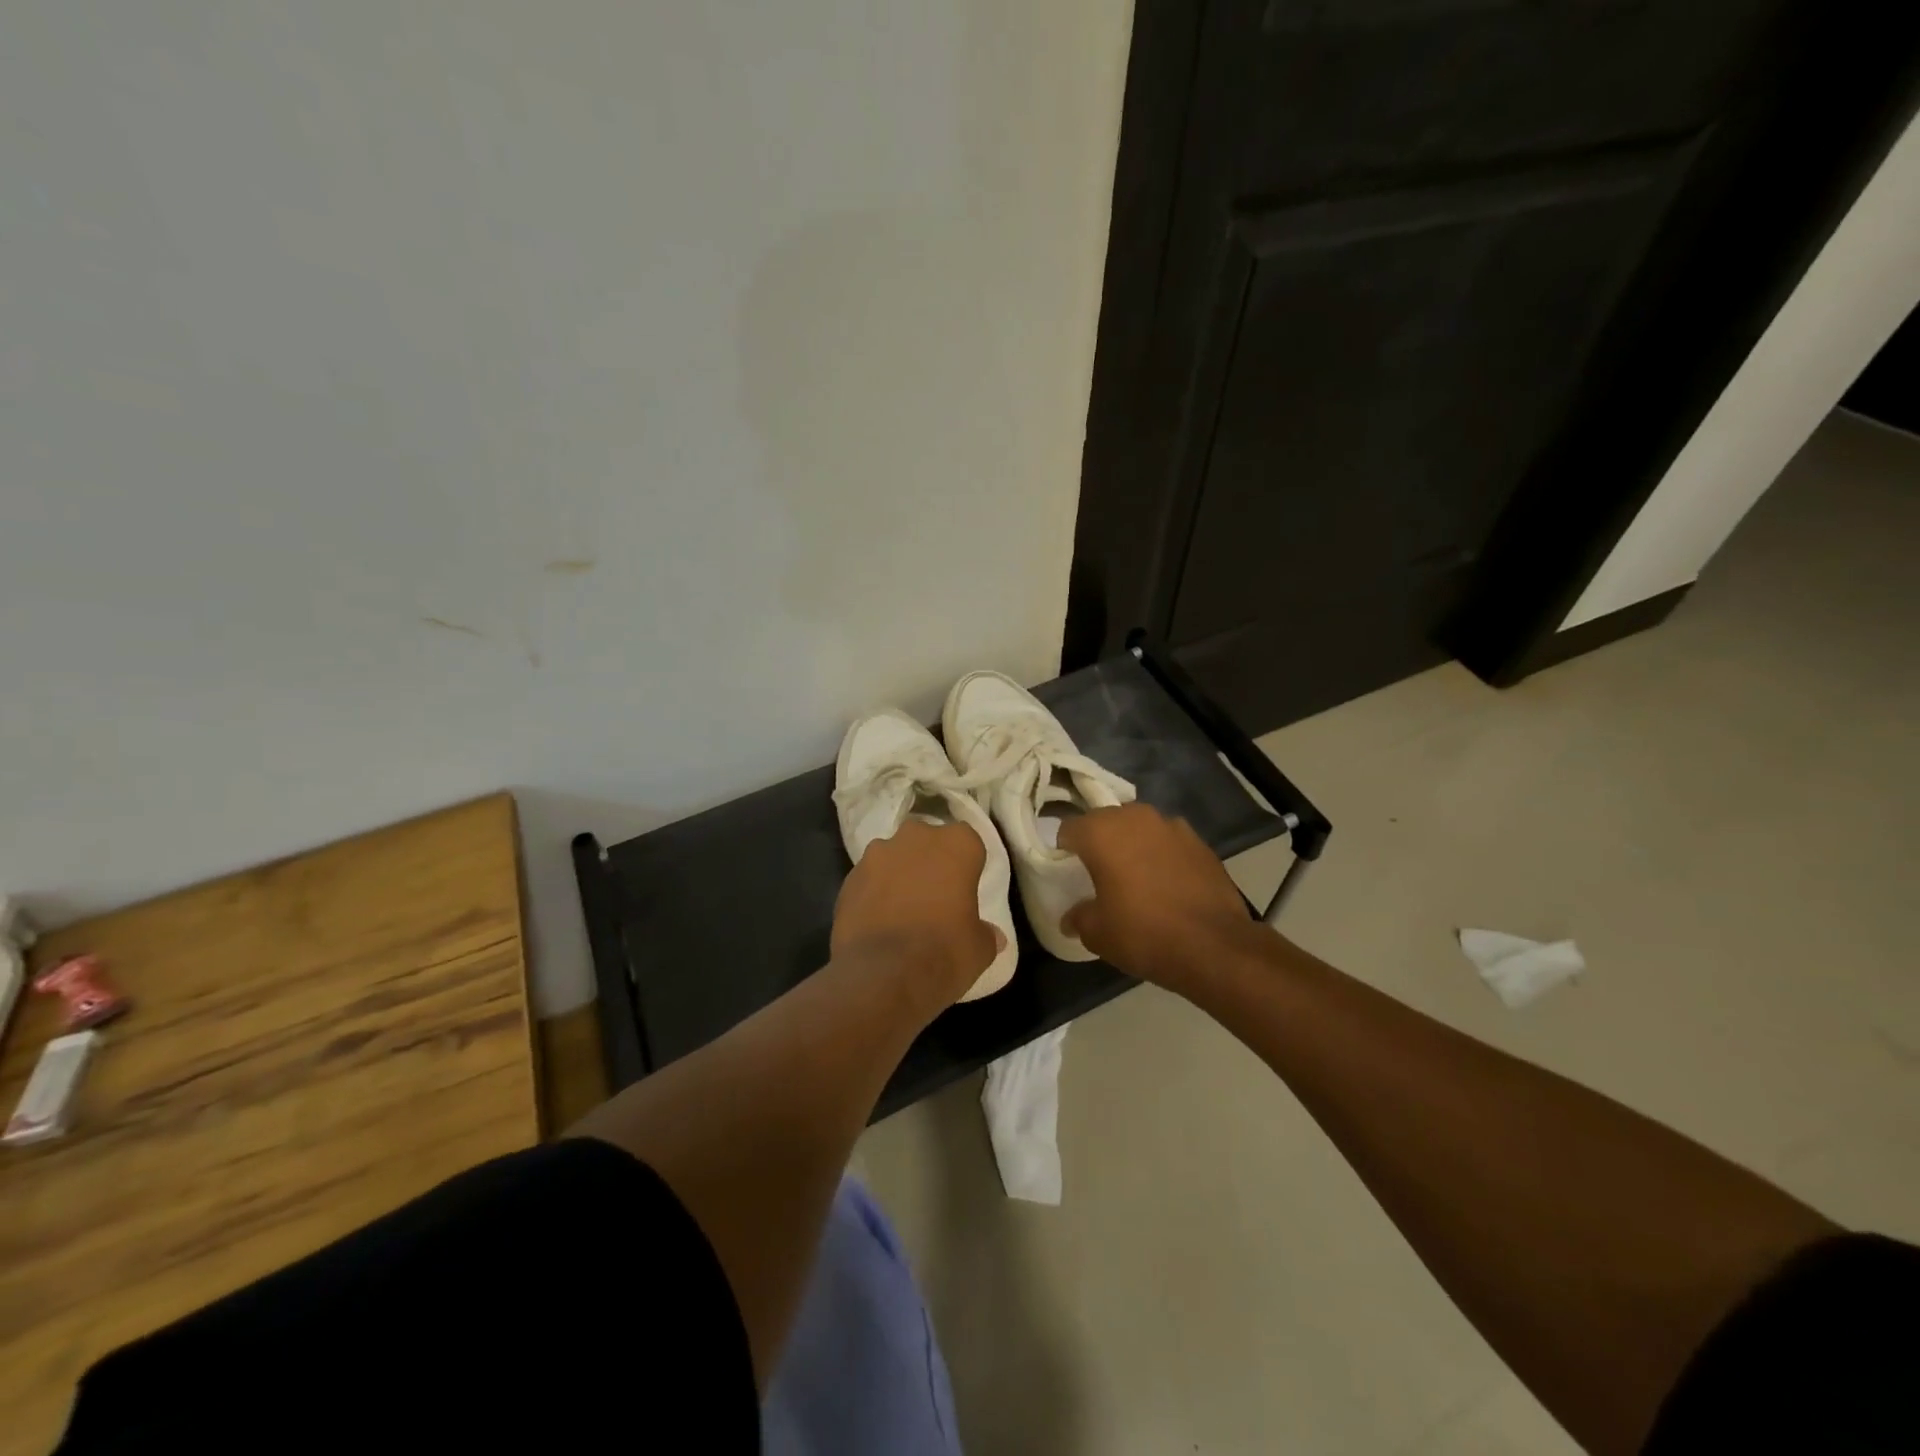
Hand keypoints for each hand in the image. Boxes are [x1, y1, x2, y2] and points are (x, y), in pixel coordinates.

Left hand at [832, 819, 1001, 1008]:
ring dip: (899, 875)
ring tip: (902, 912)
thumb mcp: (980, 948)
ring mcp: (877, 854)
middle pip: (927, 842)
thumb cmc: (944, 951)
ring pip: (894, 857)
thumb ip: (986, 933)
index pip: (968, 843)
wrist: (882, 975)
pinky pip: (869, 880)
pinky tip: (878, 922)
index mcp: (956, 844)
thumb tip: (992, 936)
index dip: (966, 866)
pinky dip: (874, 894)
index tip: (965, 890)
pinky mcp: (849, 877)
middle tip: (935, 897)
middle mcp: (915, 837)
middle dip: (930, 862)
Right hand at [1058, 803, 1261, 993]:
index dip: (1064, 850)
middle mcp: (1135, 817)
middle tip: (1099, 874)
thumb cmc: (1143, 933)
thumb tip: (1071, 918)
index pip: (1069, 828)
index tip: (1068, 872)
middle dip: (1099, 842)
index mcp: (1101, 832)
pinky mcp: (1200, 842)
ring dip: (1133, 845)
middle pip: (1105, 821)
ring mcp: (1172, 826)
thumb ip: (1078, 917)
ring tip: (1136, 877)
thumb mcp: (1097, 933)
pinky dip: (1162, 855)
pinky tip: (1167, 884)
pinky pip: (1169, 842)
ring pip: (1140, 828)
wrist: (1214, 945)